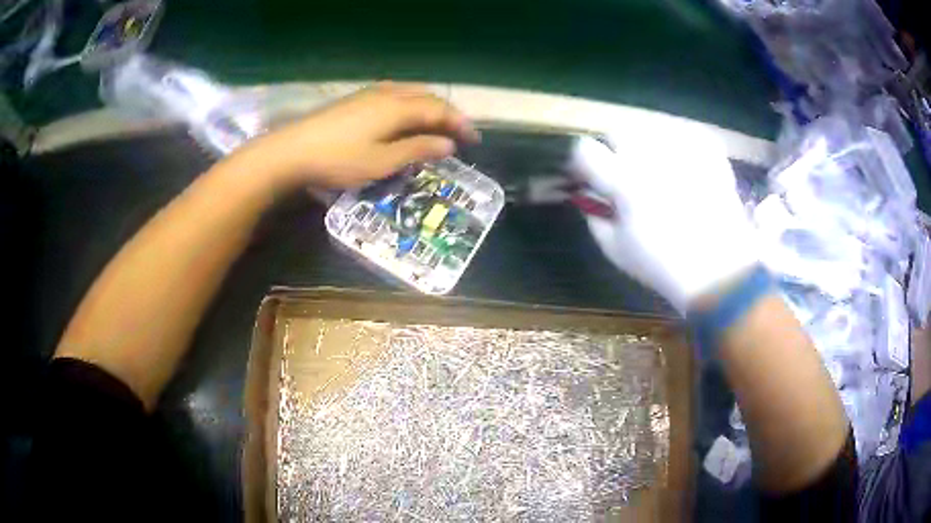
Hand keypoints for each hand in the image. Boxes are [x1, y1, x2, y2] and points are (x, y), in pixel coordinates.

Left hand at [229, 82, 479, 188]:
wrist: (291, 151)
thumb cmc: (338, 160)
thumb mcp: (381, 162)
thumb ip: (416, 150)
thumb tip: (449, 144)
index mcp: (398, 107)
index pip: (439, 110)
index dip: (459, 123)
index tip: (474, 141)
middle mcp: (388, 93)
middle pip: (427, 97)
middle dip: (447, 113)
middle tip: (459, 133)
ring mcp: (369, 94)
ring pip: (410, 92)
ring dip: (429, 106)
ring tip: (437, 124)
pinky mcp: (356, 99)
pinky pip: (395, 94)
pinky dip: (411, 104)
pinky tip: (405, 116)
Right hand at [571, 127, 758, 313]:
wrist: (721, 271)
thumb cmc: (665, 266)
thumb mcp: (617, 251)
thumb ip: (595, 217)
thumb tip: (588, 196)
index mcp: (625, 181)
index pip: (585, 150)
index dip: (580, 161)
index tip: (587, 175)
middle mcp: (652, 156)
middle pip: (618, 130)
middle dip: (614, 149)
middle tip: (624, 173)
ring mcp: (683, 151)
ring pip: (650, 128)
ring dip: (646, 145)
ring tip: (656, 170)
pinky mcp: (708, 151)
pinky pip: (683, 133)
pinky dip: (677, 145)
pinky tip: (681, 165)